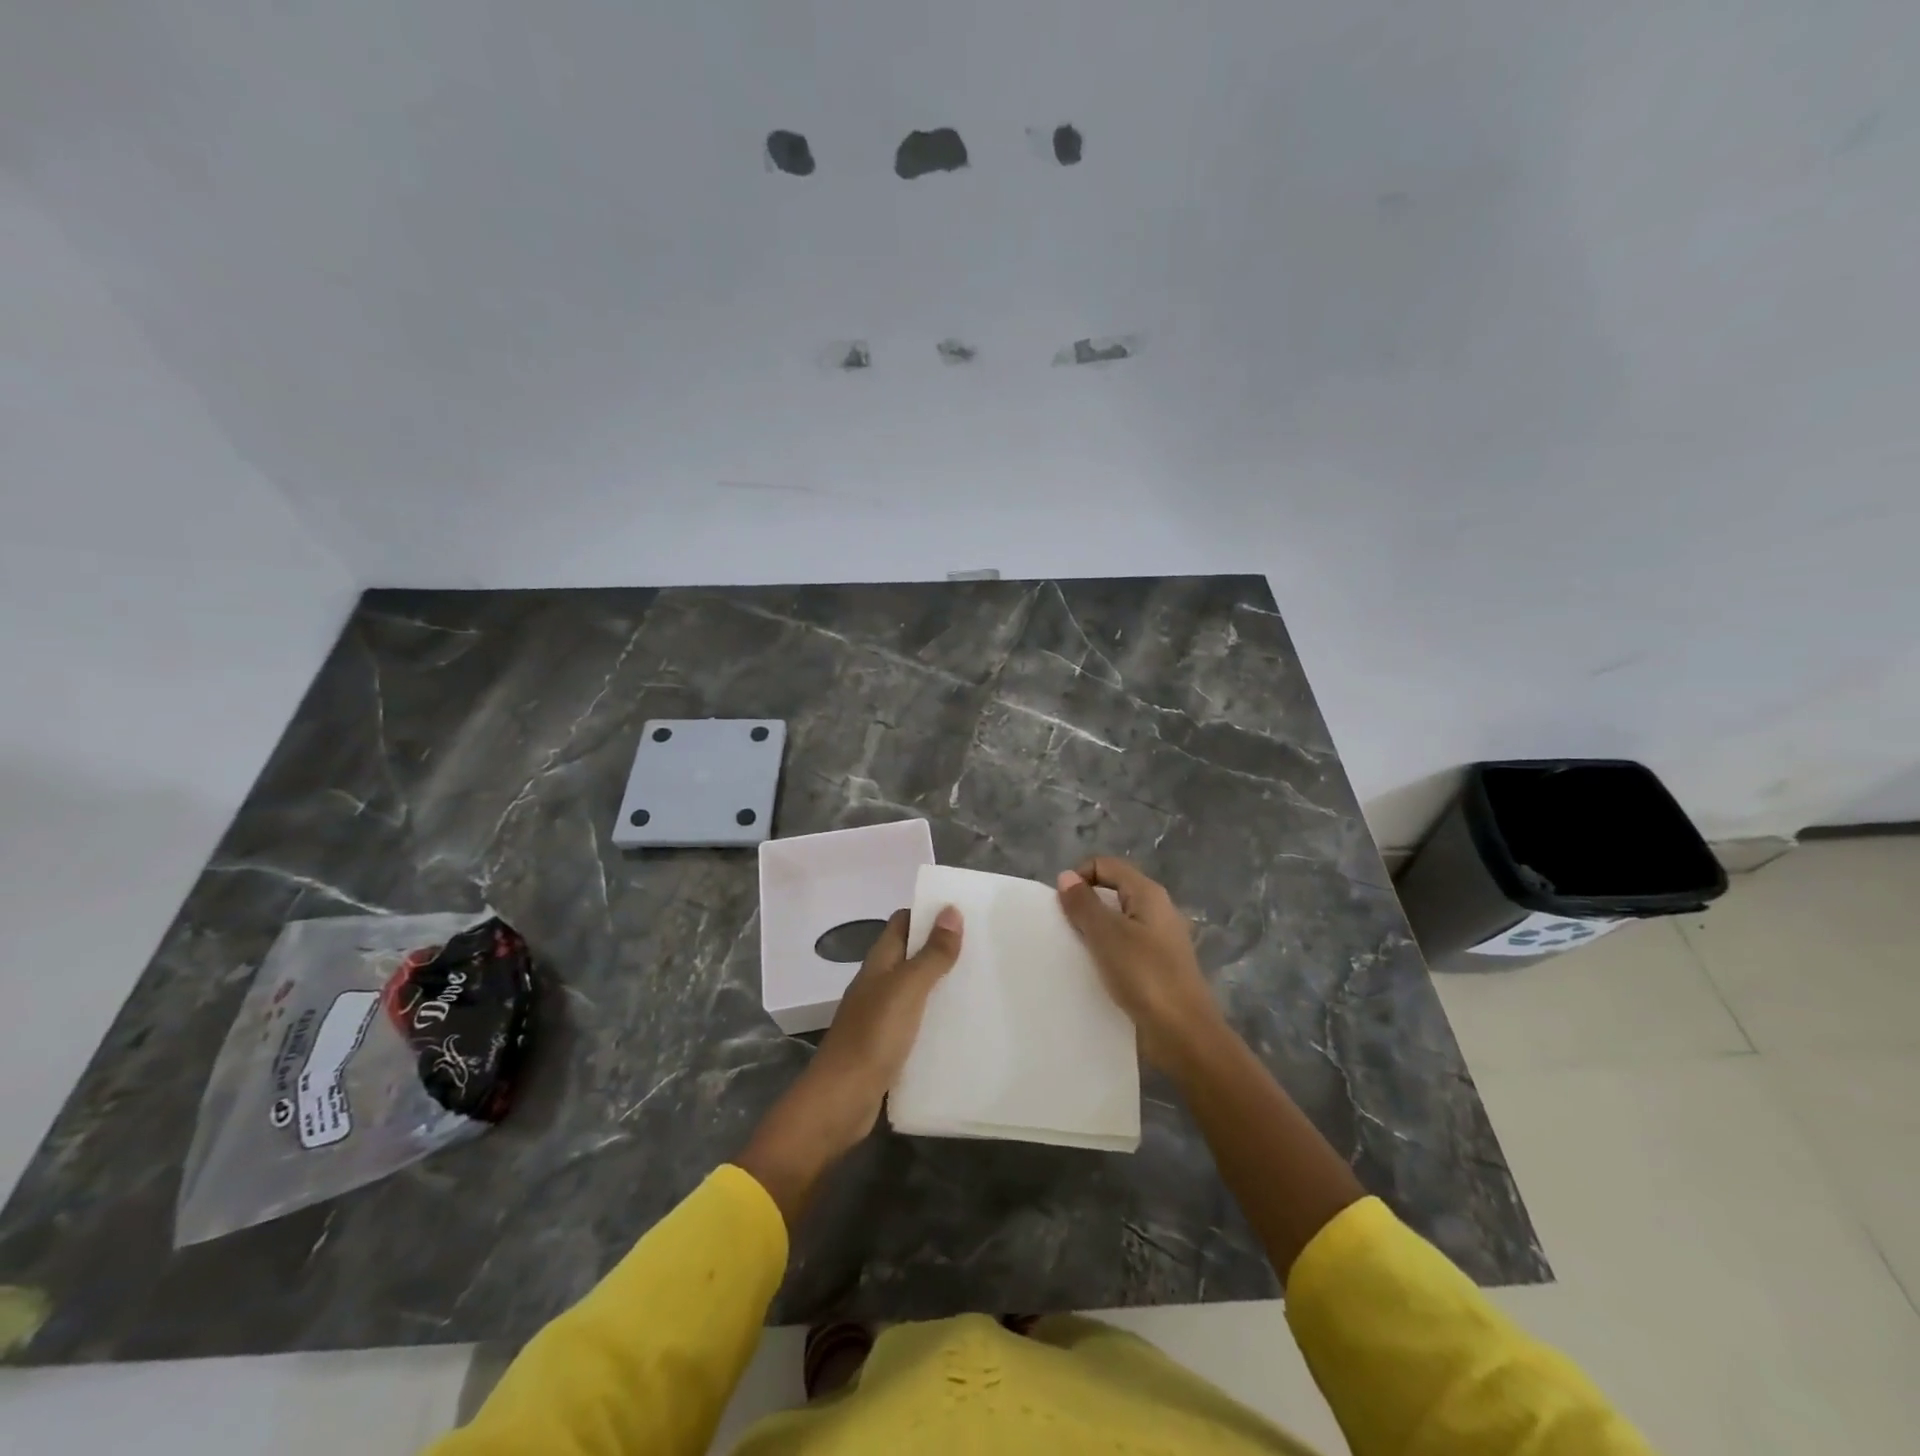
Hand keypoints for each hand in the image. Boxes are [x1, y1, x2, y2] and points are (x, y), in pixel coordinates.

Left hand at [736, 906, 961, 1225]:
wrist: (840, 1101)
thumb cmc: (872, 1036)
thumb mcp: (907, 989)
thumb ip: (931, 954)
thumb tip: (951, 910)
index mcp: (878, 963)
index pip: (902, 922)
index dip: (928, 912)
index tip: (964, 911)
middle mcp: (878, 983)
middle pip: (910, 954)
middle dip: (941, 947)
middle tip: (983, 946)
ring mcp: (881, 1016)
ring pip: (915, 988)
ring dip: (941, 982)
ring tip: (981, 981)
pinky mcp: (888, 1046)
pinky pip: (917, 1021)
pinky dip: (937, 1017)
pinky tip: (962, 1024)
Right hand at [1056, 857, 1223, 1072]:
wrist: (1184, 1034)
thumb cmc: (1145, 975)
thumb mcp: (1107, 935)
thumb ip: (1083, 904)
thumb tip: (1066, 876)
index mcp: (1148, 894)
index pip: (1106, 866)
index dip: (1079, 877)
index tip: (1061, 906)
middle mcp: (1157, 910)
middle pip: (1112, 892)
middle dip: (1084, 905)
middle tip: (1064, 929)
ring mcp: (1160, 940)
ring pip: (1118, 922)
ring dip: (1094, 931)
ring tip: (1075, 952)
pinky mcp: (1158, 967)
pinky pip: (1125, 947)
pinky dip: (1107, 953)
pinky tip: (1095, 971)